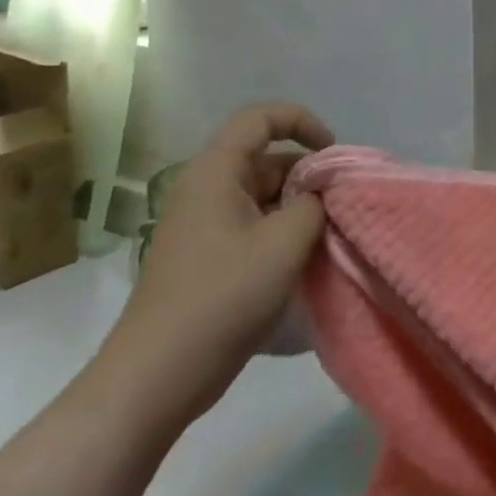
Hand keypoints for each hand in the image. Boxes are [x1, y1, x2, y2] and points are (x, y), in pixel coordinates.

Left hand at [93, 104, 334, 431]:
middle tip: (339, 204)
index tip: (331, 154)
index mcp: (215, 172)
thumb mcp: (285, 242)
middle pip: (265, 157)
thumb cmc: (222, 297)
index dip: (302, 122)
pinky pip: (252, 223)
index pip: (260, 118)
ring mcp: (202, 224)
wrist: (156, 378)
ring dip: (297, 206)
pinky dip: (281, 230)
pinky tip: (303, 259)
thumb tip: (323, 192)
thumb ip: (315, 203)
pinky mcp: (205, 255)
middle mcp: (204, 189)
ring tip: (327, 234)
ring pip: (262, 193)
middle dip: (307, 173)